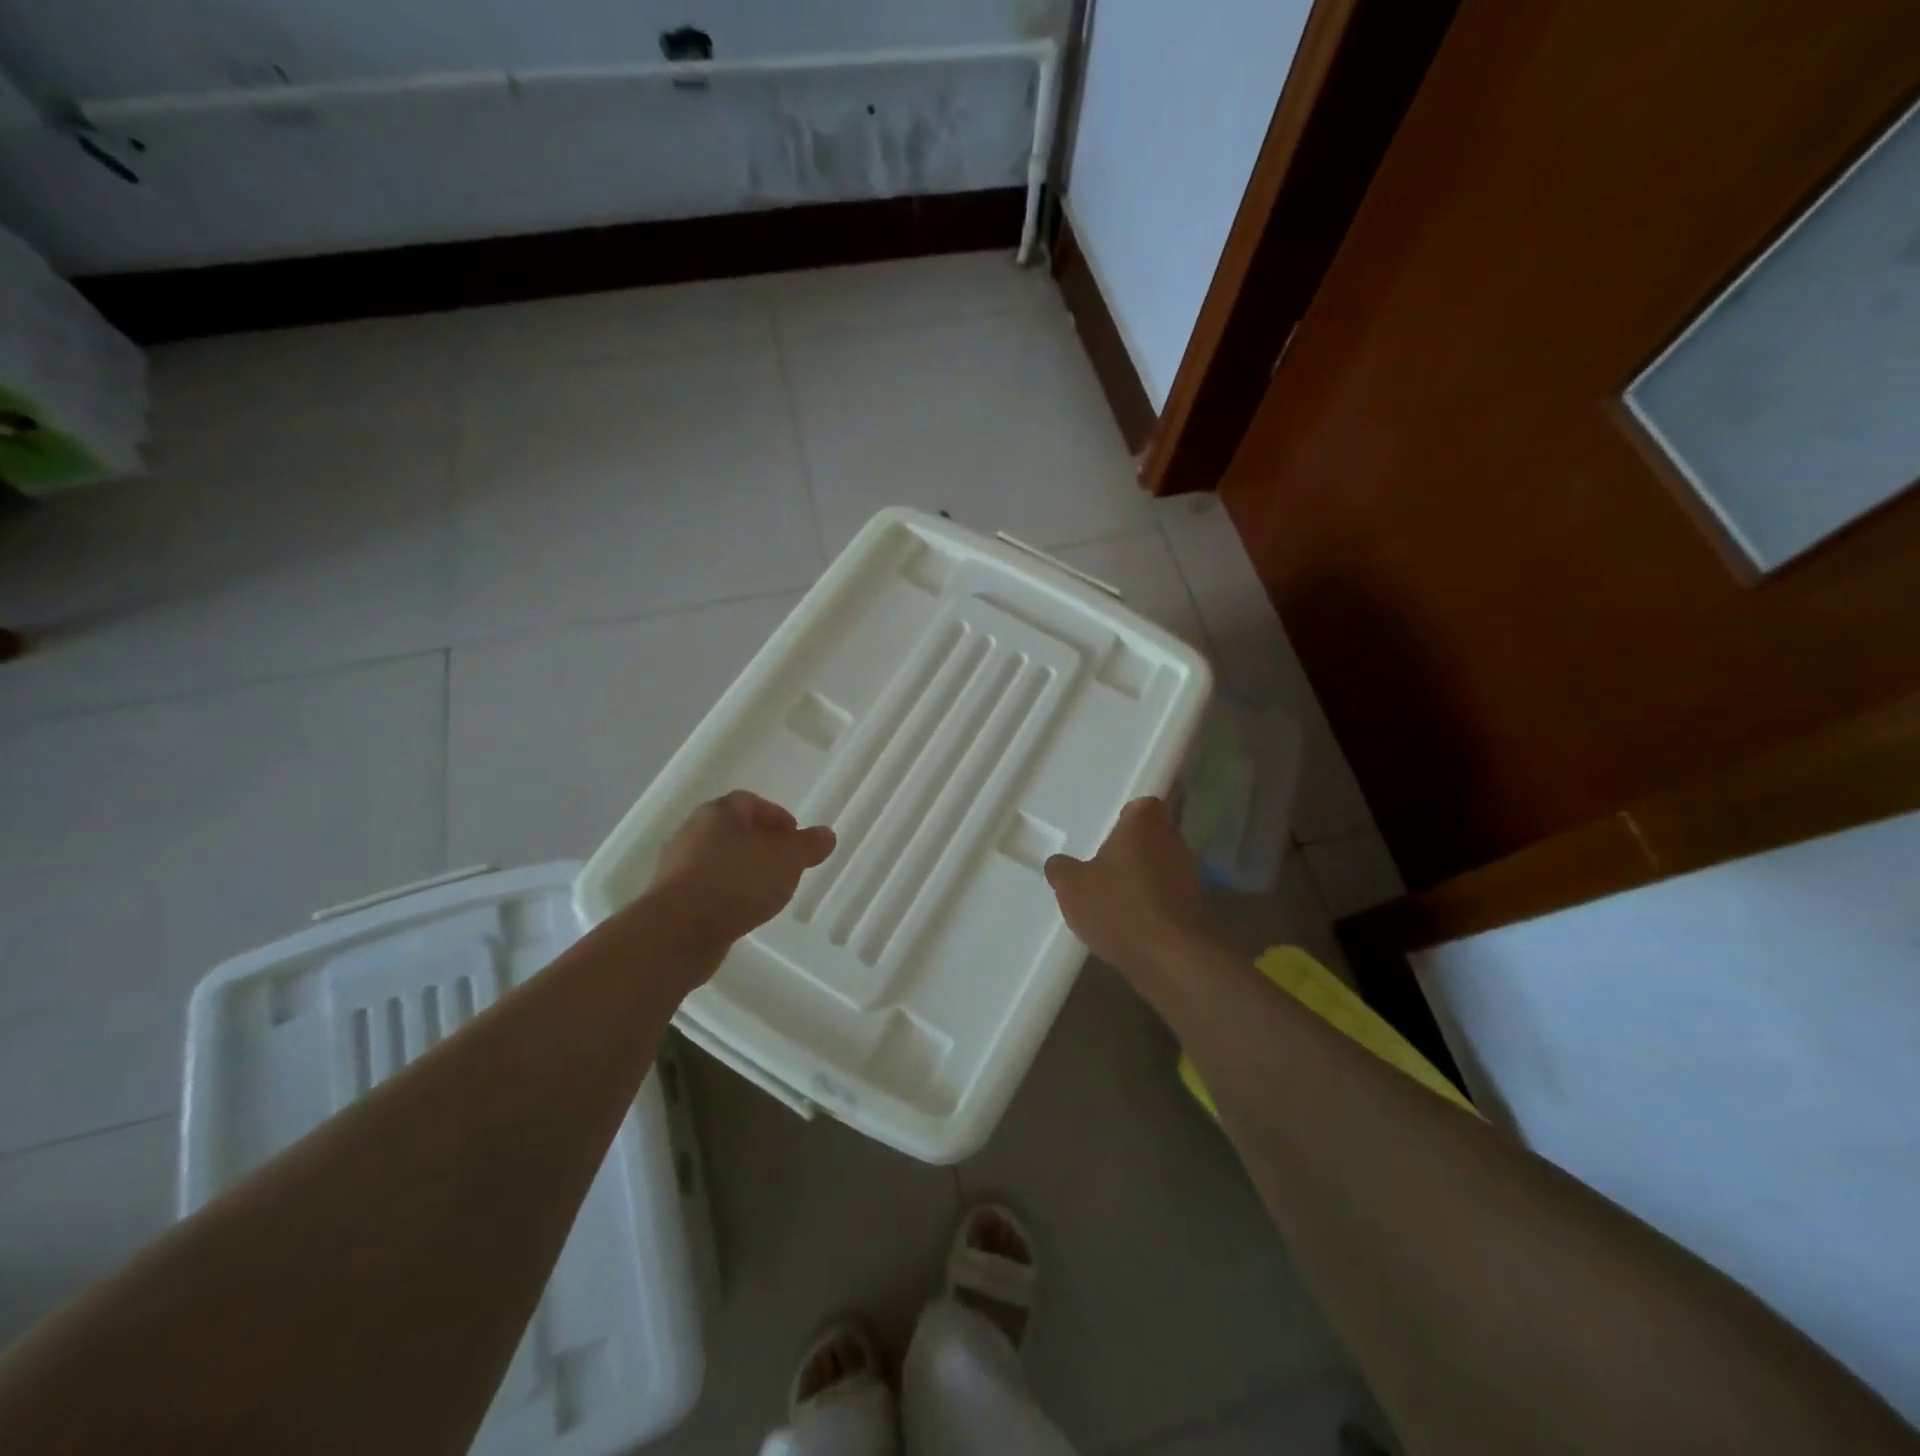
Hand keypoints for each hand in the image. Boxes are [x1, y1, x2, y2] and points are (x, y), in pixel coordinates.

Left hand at [647, 791, 835, 949]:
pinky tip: (742, 913)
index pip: (751, 802)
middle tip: (786, 866)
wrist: (680, 931)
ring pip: (719, 860)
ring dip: (744, 872)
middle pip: (734, 831)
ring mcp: (678, 866)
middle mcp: (694, 832)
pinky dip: (727, 896)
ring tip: (767, 894)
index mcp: (720, 812)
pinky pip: (707, 889)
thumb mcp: (787, 859)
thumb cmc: (738, 881)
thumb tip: (826, 835)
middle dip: (762, 846)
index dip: (777, 818)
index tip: (796, 840)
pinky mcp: (671, 899)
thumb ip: (809, 845)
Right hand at [1045, 797, 1220, 984]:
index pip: (1143, 804)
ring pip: (1162, 865)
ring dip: (1144, 877)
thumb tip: (1058, 864)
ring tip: (1115, 897)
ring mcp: (1189, 874)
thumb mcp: (1072, 887)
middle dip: (1133, 848)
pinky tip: (1132, 922)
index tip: (1110, 832)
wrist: (1172, 957)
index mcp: (1145, 823)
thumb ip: (1061, 870)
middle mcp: (1173, 840)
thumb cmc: (1119, 906)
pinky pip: (1169, 895)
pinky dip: (1154, 904)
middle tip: (1106, 864)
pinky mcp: (1196, 907)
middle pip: (1153, 835)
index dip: (1127, 817)